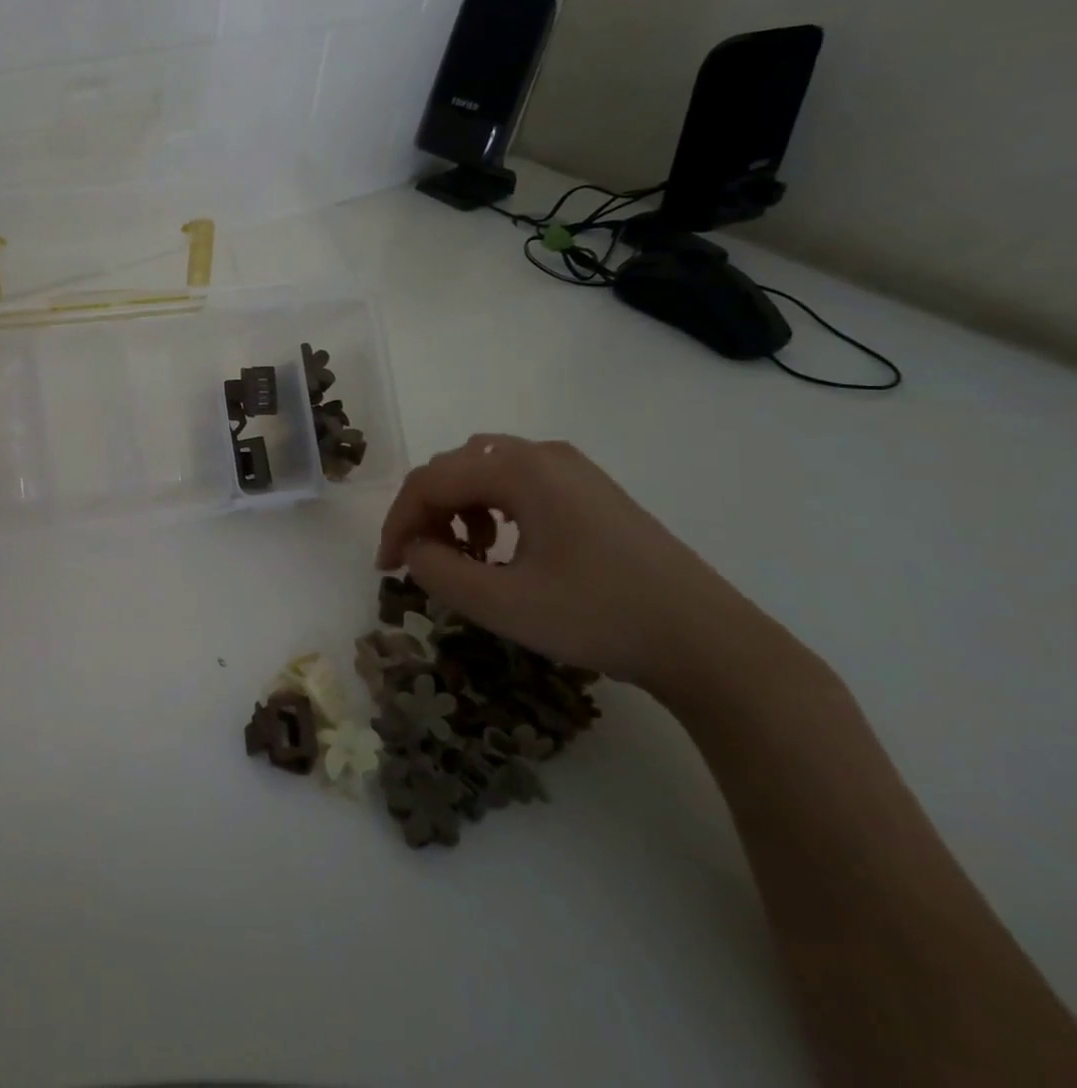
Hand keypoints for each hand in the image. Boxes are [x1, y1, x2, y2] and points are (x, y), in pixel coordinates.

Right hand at [375, 435, 773, 691]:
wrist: (709, 643)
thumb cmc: (599, 617)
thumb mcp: (502, 603)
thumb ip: (438, 571)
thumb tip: (413, 550)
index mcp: (518, 470)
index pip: (430, 482)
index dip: (397, 523)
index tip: (388, 568)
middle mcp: (542, 454)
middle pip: (454, 468)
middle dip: (425, 513)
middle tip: (420, 561)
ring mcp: (572, 469)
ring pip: (485, 470)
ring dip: (457, 507)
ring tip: (464, 554)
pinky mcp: (592, 490)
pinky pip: (519, 481)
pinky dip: (492, 507)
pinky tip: (505, 547)